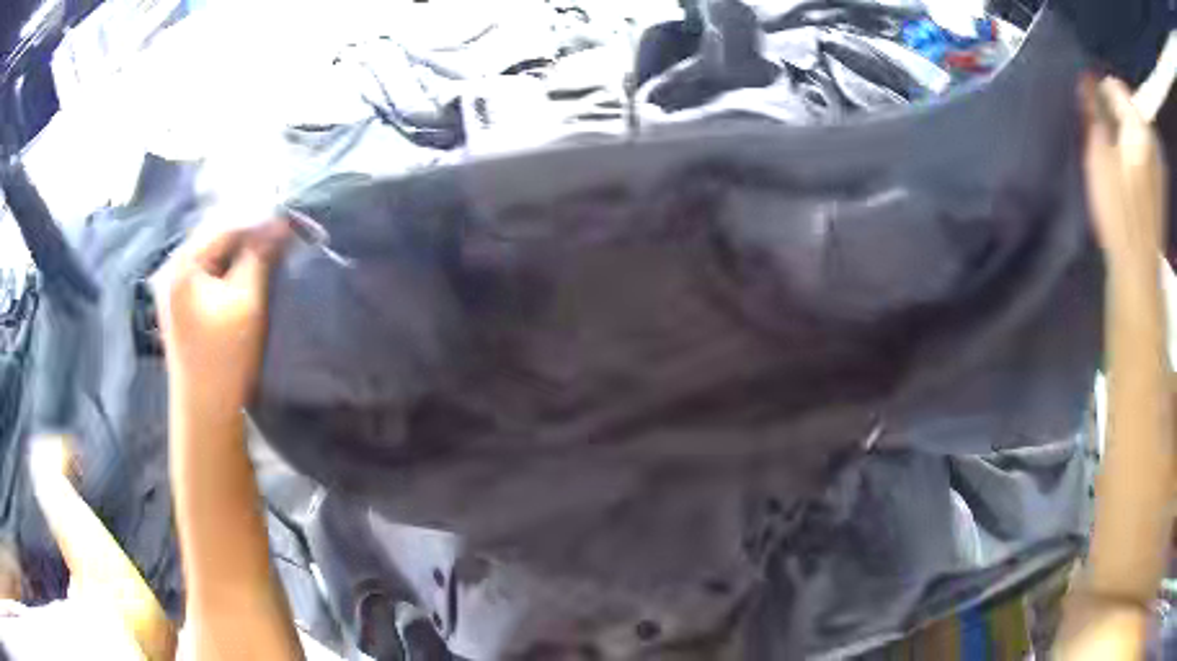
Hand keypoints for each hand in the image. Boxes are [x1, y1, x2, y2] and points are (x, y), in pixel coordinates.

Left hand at [158, 221, 289, 421]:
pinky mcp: (180, 308)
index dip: (258, 222)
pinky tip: (246, 275)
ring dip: (239, 254)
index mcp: (182, 264)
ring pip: (212, 258)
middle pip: (215, 239)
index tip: (290, 223)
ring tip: (268, 254)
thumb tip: (280, 223)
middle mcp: (172, 270)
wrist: (205, 413)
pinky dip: (228, 271)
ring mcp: (173, 290)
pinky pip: (207, 276)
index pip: (225, 226)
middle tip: (282, 238)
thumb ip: (260, 256)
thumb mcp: (246, 301)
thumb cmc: (224, 357)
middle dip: (248, 236)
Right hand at [1080, 75, 1167, 278]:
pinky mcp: (1160, 183)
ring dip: (1124, 134)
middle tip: (1104, 138)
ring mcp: (1158, 163)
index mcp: (1138, 126)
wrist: (1138, 268)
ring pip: (1136, 129)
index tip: (1094, 115)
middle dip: (1114, 113)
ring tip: (1115, 159)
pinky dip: (1133, 153)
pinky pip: (1144, 151)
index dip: (1101, 94)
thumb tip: (1088, 79)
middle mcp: (1151, 139)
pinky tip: (1128, 176)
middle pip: (1128, 107)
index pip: (1115, 86)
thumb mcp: (1097, 153)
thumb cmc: (1118, 209)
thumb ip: (1093, 109)